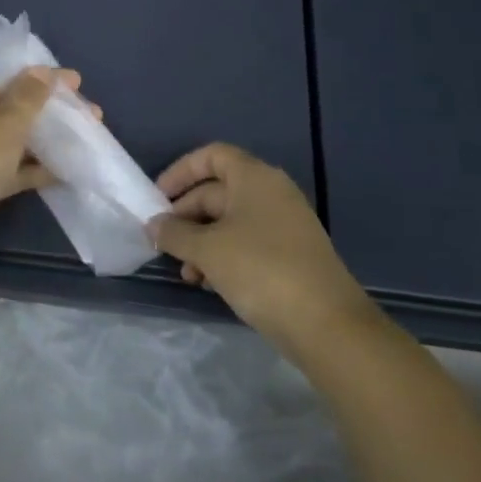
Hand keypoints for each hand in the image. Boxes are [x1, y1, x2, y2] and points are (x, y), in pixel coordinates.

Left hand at [0, 67, 86, 268]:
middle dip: (50, 112)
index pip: (8, 81)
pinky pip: (15, 172)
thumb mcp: (6, 119)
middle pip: (14, 112)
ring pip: (17, 143)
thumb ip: (29, 95)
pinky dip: (38, 169)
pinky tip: (68, 170)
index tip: (76, 82)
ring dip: (48, 141)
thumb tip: (43, 70)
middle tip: (89, 114)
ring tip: (85, 138)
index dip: (41, 79)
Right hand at [150, 142, 377, 351]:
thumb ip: (174, 233)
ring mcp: (284, 225)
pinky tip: (208, 284)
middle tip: (162, 242)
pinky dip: (223, 257)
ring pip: (230, 222)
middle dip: (186, 215)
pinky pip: (246, 244)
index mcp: (254, 178)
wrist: (327, 325)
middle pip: (217, 191)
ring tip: (186, 273)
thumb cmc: (261, 270)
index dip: (181, 172)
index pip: (212, 156)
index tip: (157, 198)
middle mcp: (271, 193)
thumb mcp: (207, 250)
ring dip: (201, 242)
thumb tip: (154, 225)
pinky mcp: (290, 256)